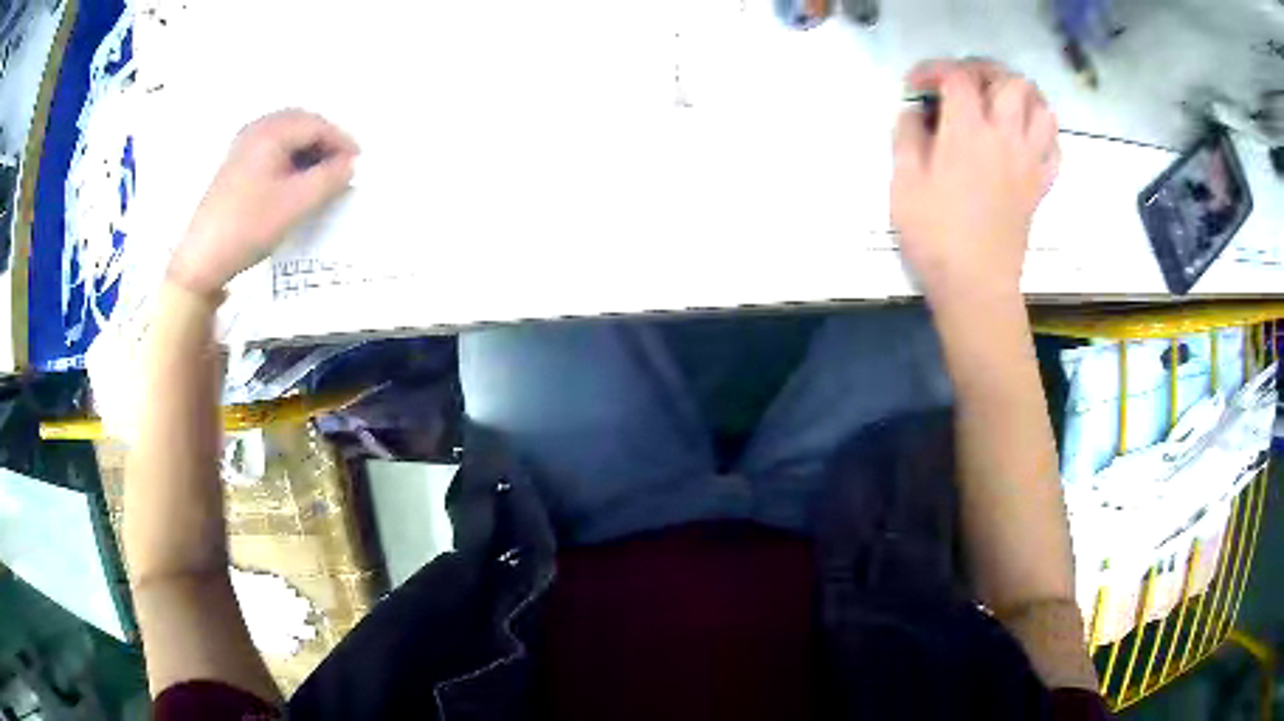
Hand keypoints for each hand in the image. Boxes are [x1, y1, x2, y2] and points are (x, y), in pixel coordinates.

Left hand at [168, 110, 358, 297]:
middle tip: (343, 167)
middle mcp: (256, 129)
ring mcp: (242, 146)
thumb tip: (351, 164)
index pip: (317, 125)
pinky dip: (290, 158)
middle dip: (325, 143)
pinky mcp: (235, 165)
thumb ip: (329, 179)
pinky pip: (272, 149)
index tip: (359, 164)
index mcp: (270, 132)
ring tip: (322, 176)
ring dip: (308, 151)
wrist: (200, 259)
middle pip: (301, 124)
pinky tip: (295, 181)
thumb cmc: (247, 227)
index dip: (342, 142)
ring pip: (286, 137)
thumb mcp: (295, 204)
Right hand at [891, 59, 1058, 300]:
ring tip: (999, 102)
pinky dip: (1042, 131)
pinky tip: (1023, 137)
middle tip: (963, 84)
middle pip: (1009, 80)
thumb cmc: (935, 236)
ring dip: (1020, 95)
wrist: (976, 286)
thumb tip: (916, 112)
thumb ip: (907, 135)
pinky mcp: (1040, 185)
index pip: (957, 76)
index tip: (917, 85)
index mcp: (968, 132)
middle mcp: (1005, 137)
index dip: (934, 70)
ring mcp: (1029, 161)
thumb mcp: (903, 182)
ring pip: (1041, 107)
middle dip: (983, 71)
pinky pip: (1054, 146)